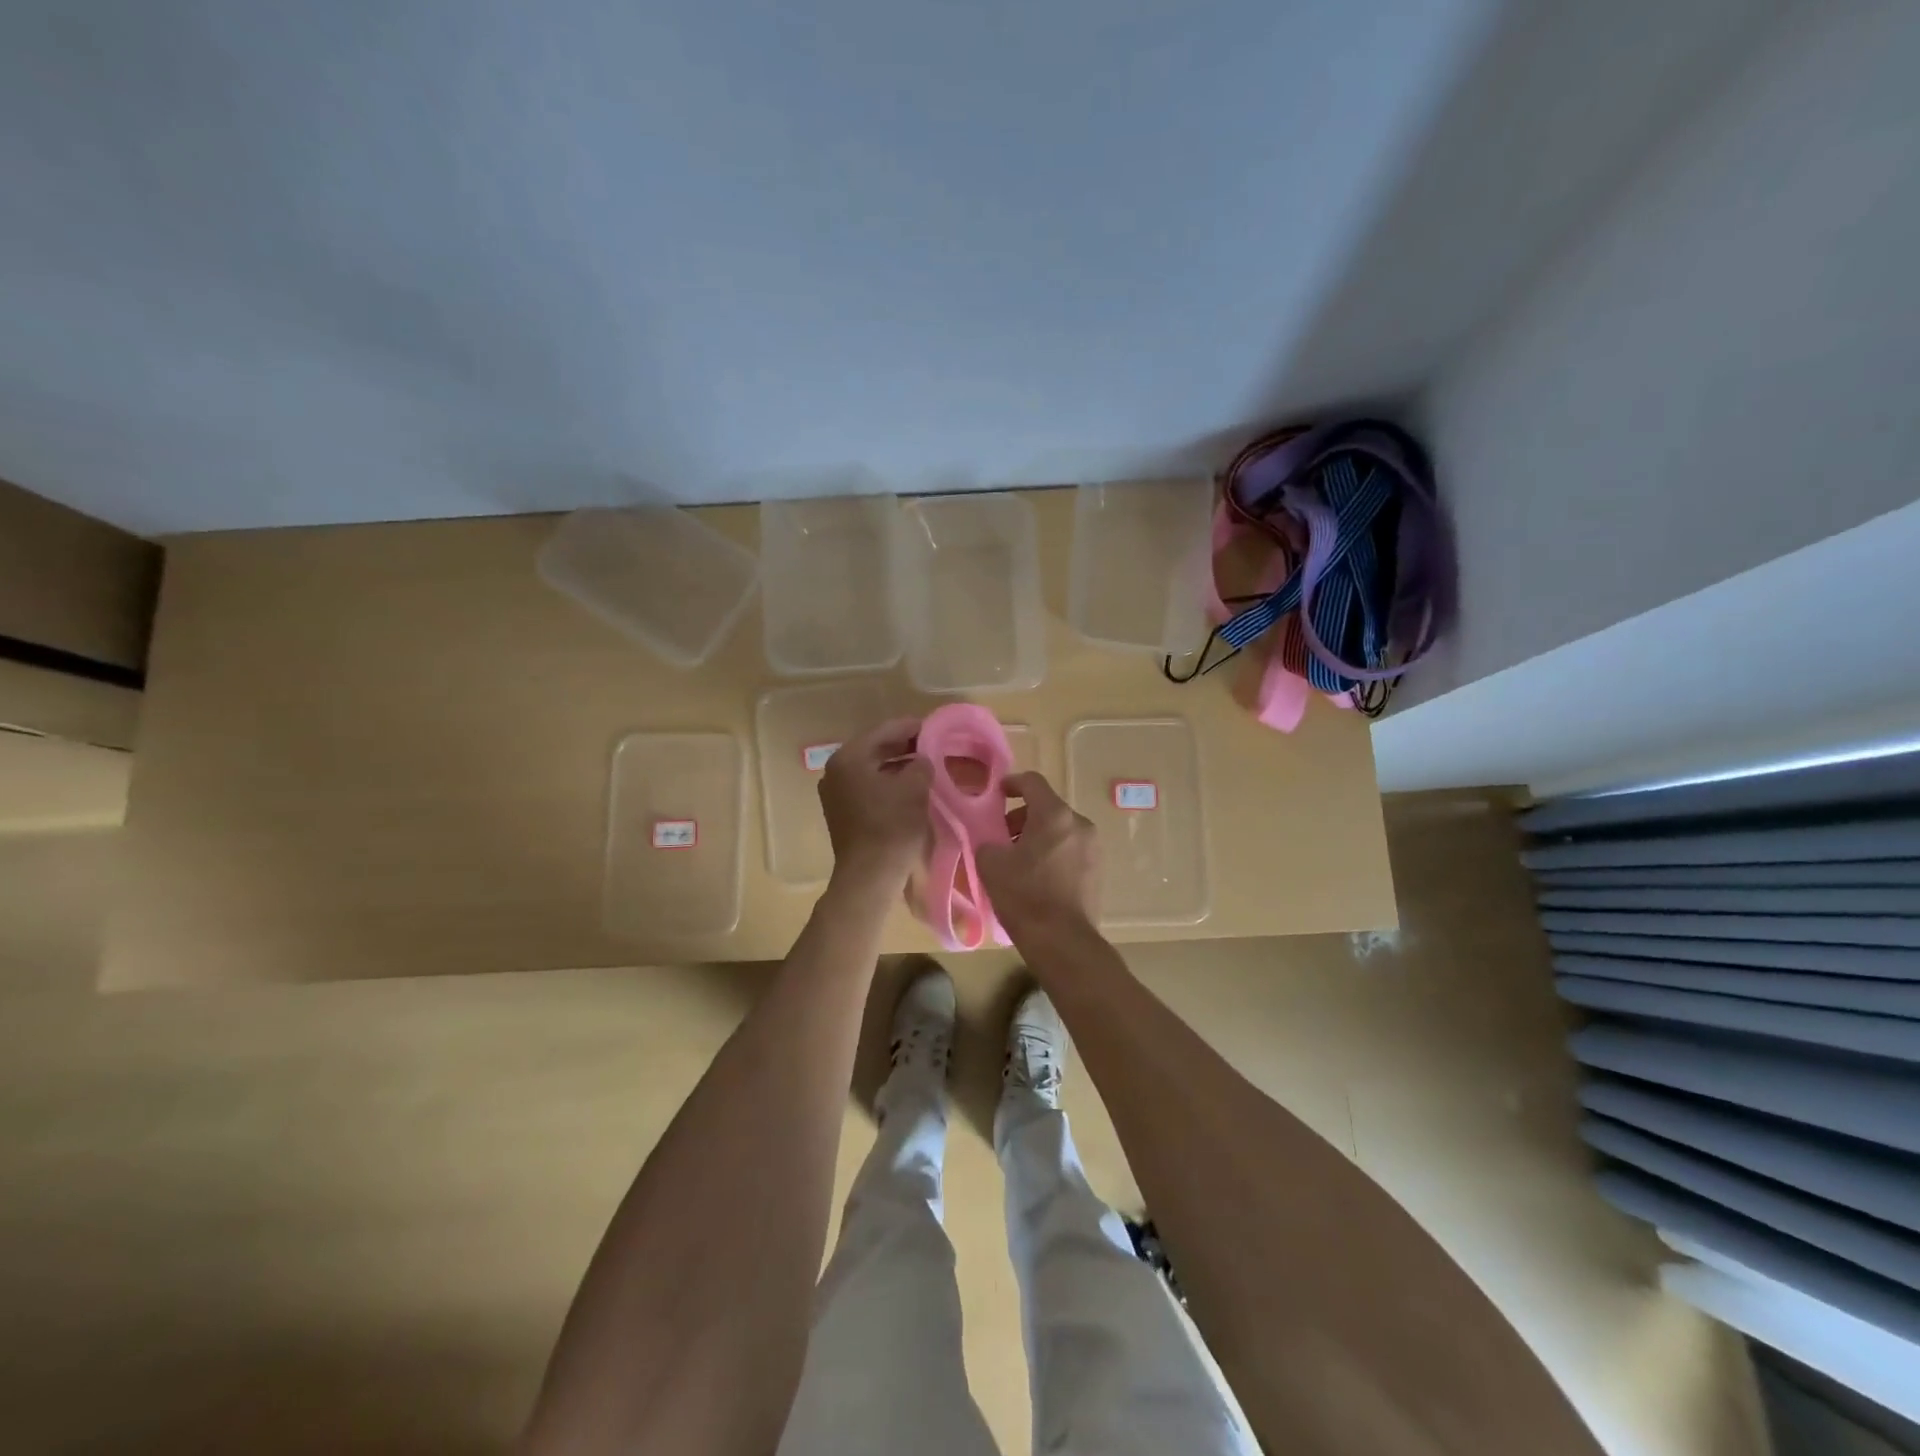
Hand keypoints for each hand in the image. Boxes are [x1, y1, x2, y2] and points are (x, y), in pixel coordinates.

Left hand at [819, 717, 931, 886]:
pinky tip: (911, 787)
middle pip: (875, 748)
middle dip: (905, 746)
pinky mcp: (842, 812)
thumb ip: (922, 763)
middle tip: (934, 745)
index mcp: (848, 758)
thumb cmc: (891, 826)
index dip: (912, 727)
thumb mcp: (915, 788)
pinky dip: (889, 783)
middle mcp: (835, 771)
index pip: (884, 730)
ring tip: (927, 765)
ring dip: (898, 765)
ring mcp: (836, 793)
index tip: (935, 727)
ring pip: (872, 769)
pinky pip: (869, 787)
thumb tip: (923, 759)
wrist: (870, 876)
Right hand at [977, 771, 1098, 935]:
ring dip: (1038, 837)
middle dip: (1022, 817)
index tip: (997, 795)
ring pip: (1061, 830)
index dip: (1011, 784)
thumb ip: (988, 842)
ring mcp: (1094, 848)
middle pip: (1048, 808)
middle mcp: (1080, 824)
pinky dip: (1053, 854)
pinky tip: (1037, 877)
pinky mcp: (1098, 870)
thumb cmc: (1024, 895)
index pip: (1032, 782)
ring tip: (1018, 860)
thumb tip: (992, 843)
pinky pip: (1071, 850)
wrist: (1062, 941)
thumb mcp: (991, 864)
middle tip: (1002, 837)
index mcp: (1054, 815)